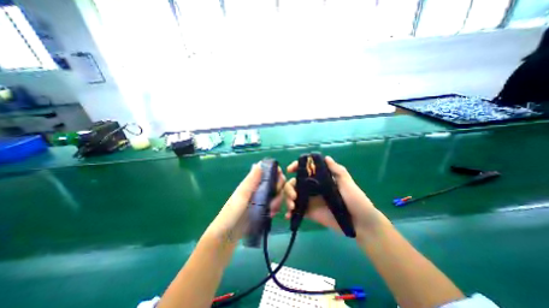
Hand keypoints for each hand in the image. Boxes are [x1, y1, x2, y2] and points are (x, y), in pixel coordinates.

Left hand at [204, 163, 285, 242]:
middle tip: (279, 199)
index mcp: (252, 182)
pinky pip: (275, 204)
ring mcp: (262, 198)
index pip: (267, 171)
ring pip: (277, 193)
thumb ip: (251, 181)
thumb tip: (259, 164)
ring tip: (272, 211)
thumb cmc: (232, 214)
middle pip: (276, 182)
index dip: (276, 172)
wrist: (228, 235)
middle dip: (281, 189)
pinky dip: (276, 208)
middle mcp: (259, 188)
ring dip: (279, 201)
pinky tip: (271, 215)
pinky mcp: (264, 208)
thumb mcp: (241, 196)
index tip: (281, 178)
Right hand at [283, 157, 385, 238]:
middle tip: (293, 196)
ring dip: (288, 199)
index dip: (296, 167)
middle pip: (295, 183)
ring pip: (293, 195)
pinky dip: (290, 212)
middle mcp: (313, 188)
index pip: (305, 170)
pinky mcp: (309, 212)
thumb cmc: (356, 200)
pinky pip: (297, 210)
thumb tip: (326, 157)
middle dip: (289, 187)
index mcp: (320, 179)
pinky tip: (288, 216)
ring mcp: (310, 200)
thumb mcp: (347, 183)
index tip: (290, 170)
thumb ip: (337, 171)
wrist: (360, 223)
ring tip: (291, 206)